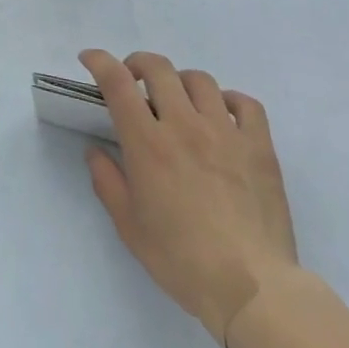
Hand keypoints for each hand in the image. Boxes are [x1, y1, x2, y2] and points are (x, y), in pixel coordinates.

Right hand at [80, 48, 298, 344]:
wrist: (251, 289)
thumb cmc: (181, 261)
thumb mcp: (129, 227)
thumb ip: (107, 182)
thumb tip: (96, 151)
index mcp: (148, 143)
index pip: (118, 83)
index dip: (100, 61)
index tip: (89, 58)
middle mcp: (184, 125)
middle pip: (159, 68)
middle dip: (138, 64)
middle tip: (133, 81)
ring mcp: (225, 132)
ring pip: (200, 80)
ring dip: (180, 82)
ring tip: (178, 101)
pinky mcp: (259, 146)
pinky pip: (245, 104)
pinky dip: (229, 100)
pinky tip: (222, 115)